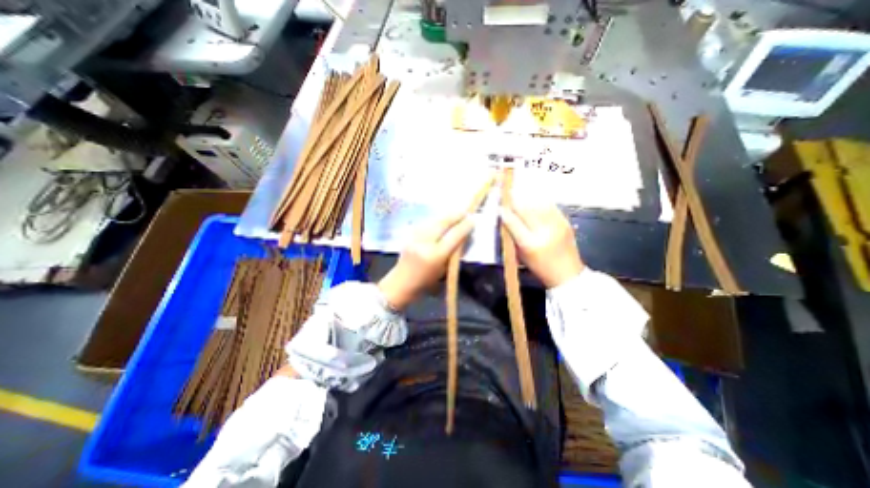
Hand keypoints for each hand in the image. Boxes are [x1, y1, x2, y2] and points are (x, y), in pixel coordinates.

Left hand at [381, 212, 474, 310]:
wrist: (400, 283)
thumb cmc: (426, 283)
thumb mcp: (444, 271)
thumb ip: (454, 253)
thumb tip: (464, 237)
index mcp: (435, 256)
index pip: (454, 236)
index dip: (464, 226)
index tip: (473, 220)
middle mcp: (425, 243)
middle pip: (442, 223)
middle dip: (455, 215)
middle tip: (465, 212)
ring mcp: (415, 237)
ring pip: (433, 221)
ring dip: (446, 216)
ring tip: (455, 214)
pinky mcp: (409, 235)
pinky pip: (426, 224)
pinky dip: (436, 221)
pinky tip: (441, 220)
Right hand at [499, 198, 580, 287]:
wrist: (567, 275)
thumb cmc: (539, 267)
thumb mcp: (521, 254)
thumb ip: (512, 235)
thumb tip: (504, 216)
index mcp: (529, 244)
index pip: (513, 222)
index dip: (505, 211)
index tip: (499, 205)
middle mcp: (544, 232)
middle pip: (526, 209)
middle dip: (515, 200)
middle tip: (508, 194)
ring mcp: (557, 225)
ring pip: (538, 204)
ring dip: (527, 198)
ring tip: (520, 193)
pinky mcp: (565, 221)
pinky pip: (550, 206)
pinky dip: (540, 201)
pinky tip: (534, 199)